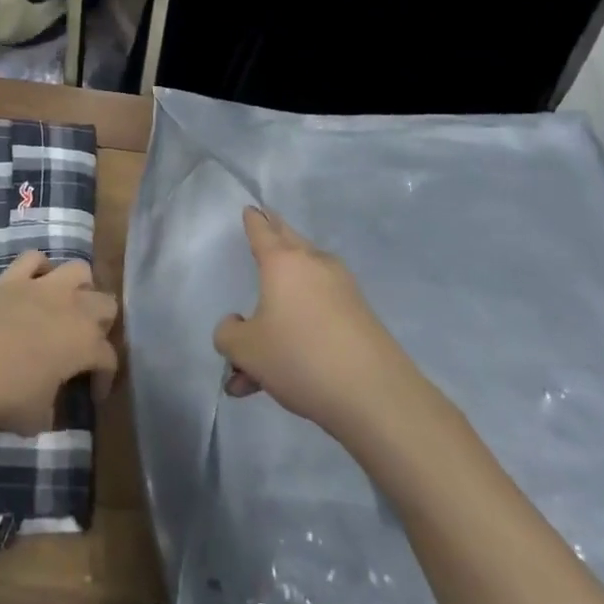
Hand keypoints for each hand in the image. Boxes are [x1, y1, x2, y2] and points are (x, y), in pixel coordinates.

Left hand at [0, 251, 118, 433]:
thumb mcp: (36, 418)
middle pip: (106, 304)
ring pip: (79, 269)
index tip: (94, 395)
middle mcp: (72, 308)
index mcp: (85, 344)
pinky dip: (38, 268)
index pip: (109, 358)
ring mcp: (42, 286)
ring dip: (80, 286)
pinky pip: (34, 259)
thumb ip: (50, 409)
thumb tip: (47, 408)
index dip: (105, 378)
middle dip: (102, 324)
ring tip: (69, 304)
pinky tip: (34, 283)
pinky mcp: (12, 276)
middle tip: (86, 344)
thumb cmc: (5, 394)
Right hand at [213, 208, 414, 437]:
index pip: (262, 231)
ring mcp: (342, 290)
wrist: (375, 395)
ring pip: (302, 286)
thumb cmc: (299, 357)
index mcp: (283, 263)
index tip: (251, 209)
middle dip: (275, 235)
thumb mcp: (246, 350)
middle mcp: (315, 266)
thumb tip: (237, 325)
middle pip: (290, 241)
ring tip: (258, 349)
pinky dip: (298, 330)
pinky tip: (283, 374)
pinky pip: (318, 314)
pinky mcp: (360, 318)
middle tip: (266, 224)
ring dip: (280, 306)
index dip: (253, 220)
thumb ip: (228, 334)